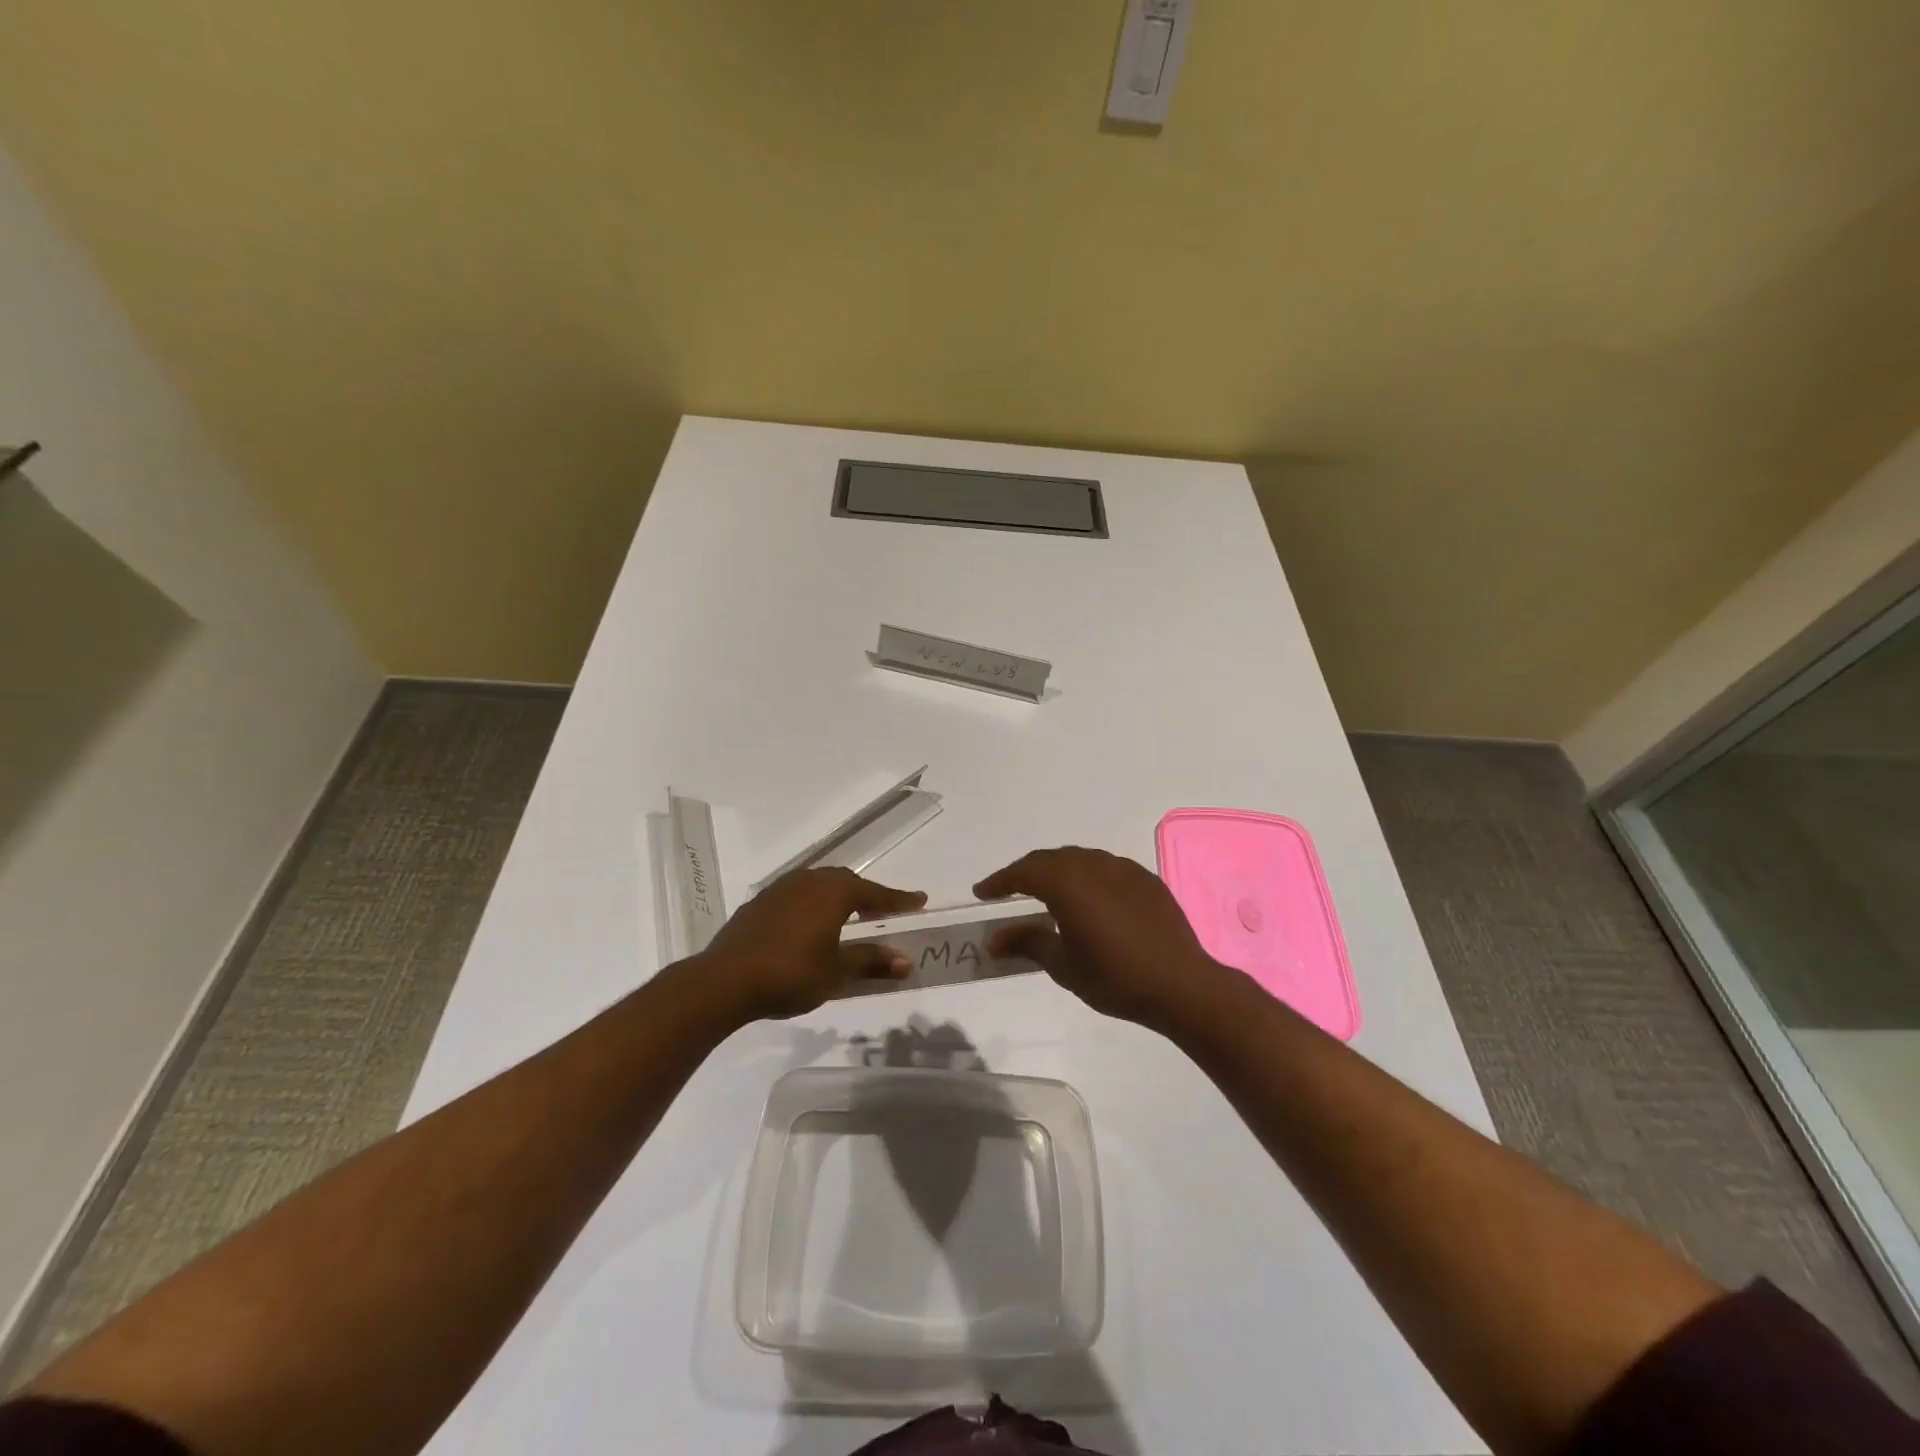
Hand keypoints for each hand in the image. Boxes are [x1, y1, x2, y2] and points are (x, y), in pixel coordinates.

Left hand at [698, 868, 926, 1020]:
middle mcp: (809, 880)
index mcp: (834, 891)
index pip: (875, 893)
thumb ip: (872, 961)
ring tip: (847, 920)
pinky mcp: (759, 904)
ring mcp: (780, 889)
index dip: (898, 900)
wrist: (725, 980)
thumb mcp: (838, 972)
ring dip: (837, 900)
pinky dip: (812, 908)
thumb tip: (906, 960)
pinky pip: (796, 898)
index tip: (920, 901)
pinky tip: (809, 928)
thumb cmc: (791, 973)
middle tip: (882, 914)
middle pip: (847, 883)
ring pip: (819, 887)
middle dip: (866, 897)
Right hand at [974, 846, 1238, 1030]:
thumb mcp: (1063, 965)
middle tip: (1009, 890)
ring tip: (1046, 892)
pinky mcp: (1145, 879)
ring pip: (1079, 859)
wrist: (1181, 984)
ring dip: (1057, 871)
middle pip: (1049, 859)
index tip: (981, 893)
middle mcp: (1092, 865)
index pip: (1023, 873)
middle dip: (1025, 872)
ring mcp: (1123, 869)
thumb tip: (993, 939)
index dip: (999, 881)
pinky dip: (1086, 876)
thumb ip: (1026, 943)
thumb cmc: (1114, 977)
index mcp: (1067, 883)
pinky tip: (1088, 898)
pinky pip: (1105, 868)